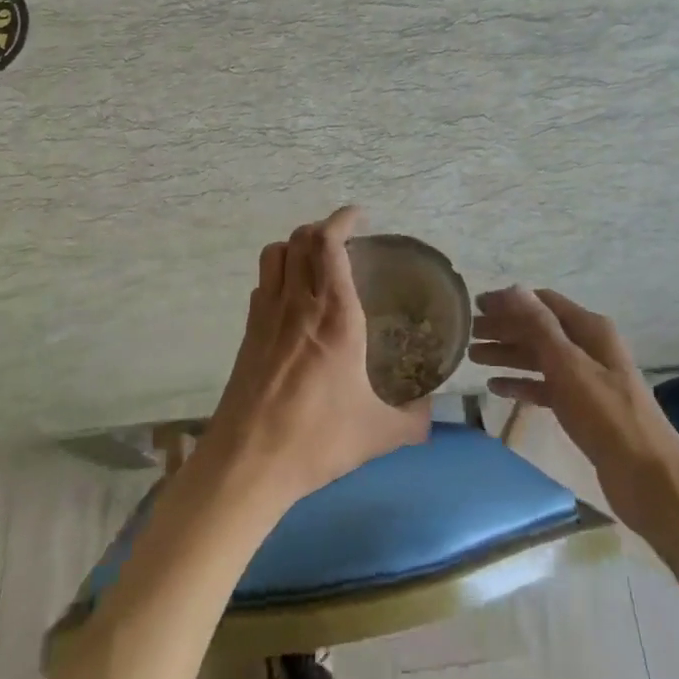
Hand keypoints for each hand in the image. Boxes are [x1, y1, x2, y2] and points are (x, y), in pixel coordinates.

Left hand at [200, 207, 430, 512]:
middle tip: (345, 238)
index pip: (330, 245)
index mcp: (335, 316)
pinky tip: (293, 298)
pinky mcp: (248, 333)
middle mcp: (298, 304)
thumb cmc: (316, 440)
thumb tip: (431, 411)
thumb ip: (413, 419)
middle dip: (322, 227)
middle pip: (300, 239)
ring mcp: (267, 315)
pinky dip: (279, 273)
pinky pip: (263, 283)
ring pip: (275, 254)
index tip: (359, 216)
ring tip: (317, 258)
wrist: (247, 463)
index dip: (343, 220)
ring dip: (296, 244)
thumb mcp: (378, 433)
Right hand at [470, 286, 678, 526]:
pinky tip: (496, 388)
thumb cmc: (607, 416)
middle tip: (467, 334)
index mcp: (590, 329)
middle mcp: (588, 347)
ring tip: (473, 357)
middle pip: (539, 329)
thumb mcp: (569, 366)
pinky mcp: (582, 408)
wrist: (649, 478)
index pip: (543, 302)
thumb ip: (539, 327)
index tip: (475, 306)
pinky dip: (522, 384)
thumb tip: (513, 289)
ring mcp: (586, 378)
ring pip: (539, 357)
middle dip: (504, 328)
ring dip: (508, 354)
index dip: (510, 301)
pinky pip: (545, 387)